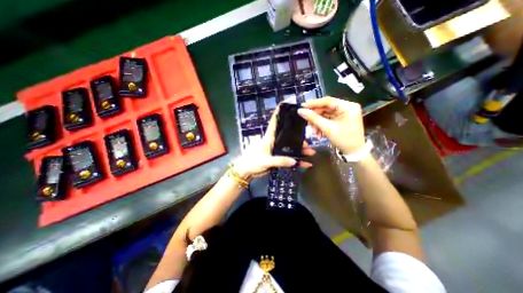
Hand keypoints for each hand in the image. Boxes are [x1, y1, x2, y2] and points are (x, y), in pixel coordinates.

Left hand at [233, 105, 314, 178]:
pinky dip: (297, 162)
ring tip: (311, 152)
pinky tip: (305, 164)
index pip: (274, 123)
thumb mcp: (265, 161)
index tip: (286, 105)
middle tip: (308, 139)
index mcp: (269, 138)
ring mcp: (277, 151)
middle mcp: (274, 142)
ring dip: (300, 150)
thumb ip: (279, 161)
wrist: (247, 172)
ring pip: (291, 148)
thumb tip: (294, 160)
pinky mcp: (278, 159)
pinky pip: (289, 159)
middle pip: (288, 136)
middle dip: (298, 137)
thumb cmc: (252, 162)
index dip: (278, 113)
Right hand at [295, 96, 364, 155]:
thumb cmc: (344, 140)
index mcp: (348, 107)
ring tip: (314, 131)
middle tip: (307, 122)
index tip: (302, 106)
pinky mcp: (341, 119)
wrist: (354, 152)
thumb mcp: (327, 129)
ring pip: (325, 114)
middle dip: (315, 116)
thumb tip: (300, 111)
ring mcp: (344, 113)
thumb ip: (313, 118)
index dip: (314, 103)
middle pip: (325, 107)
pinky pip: (328, 118)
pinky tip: (318, 132)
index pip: (328, 101)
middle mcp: (347, 107)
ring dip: (317, 122)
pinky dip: (321, 124)